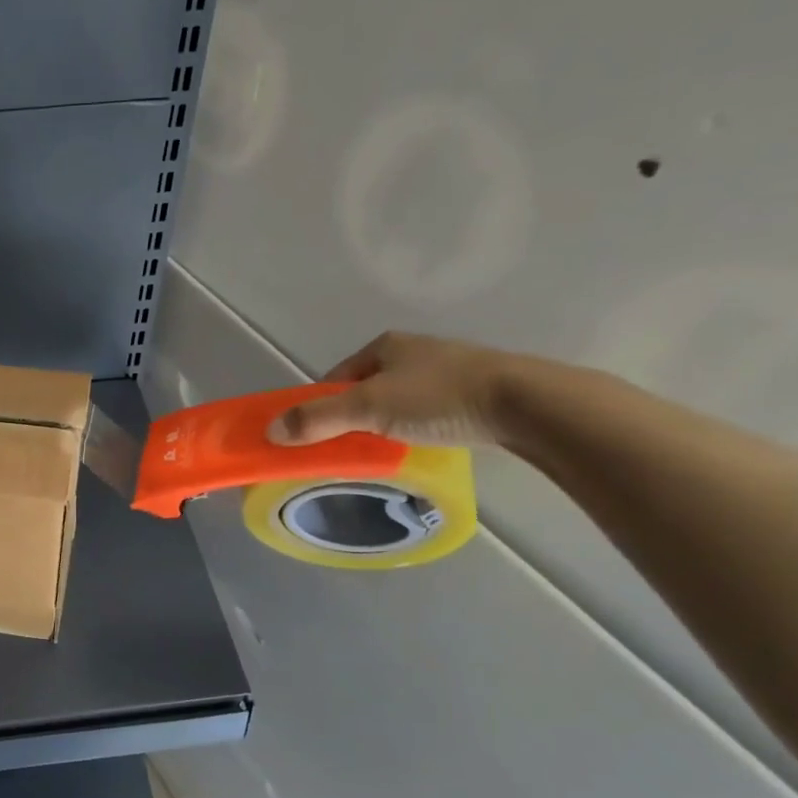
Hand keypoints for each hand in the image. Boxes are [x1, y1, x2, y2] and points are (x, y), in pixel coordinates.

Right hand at [268, 331, 534, 448]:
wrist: (527, 404)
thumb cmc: (438, 398)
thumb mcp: (368, 408)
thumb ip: (318, 419)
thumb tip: (270, 431)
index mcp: (384, 345)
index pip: (335, 378)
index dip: (321, 406)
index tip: (317, 436)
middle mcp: (414, 350)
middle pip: (366, 389)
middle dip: (354, 417)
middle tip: (349, 448)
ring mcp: (448, 369)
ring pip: (399, 400)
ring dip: (387, 424)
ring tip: (387, 452)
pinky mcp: (477, 391)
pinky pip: (430, 411)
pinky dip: (419, 427)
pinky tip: (424, 445)